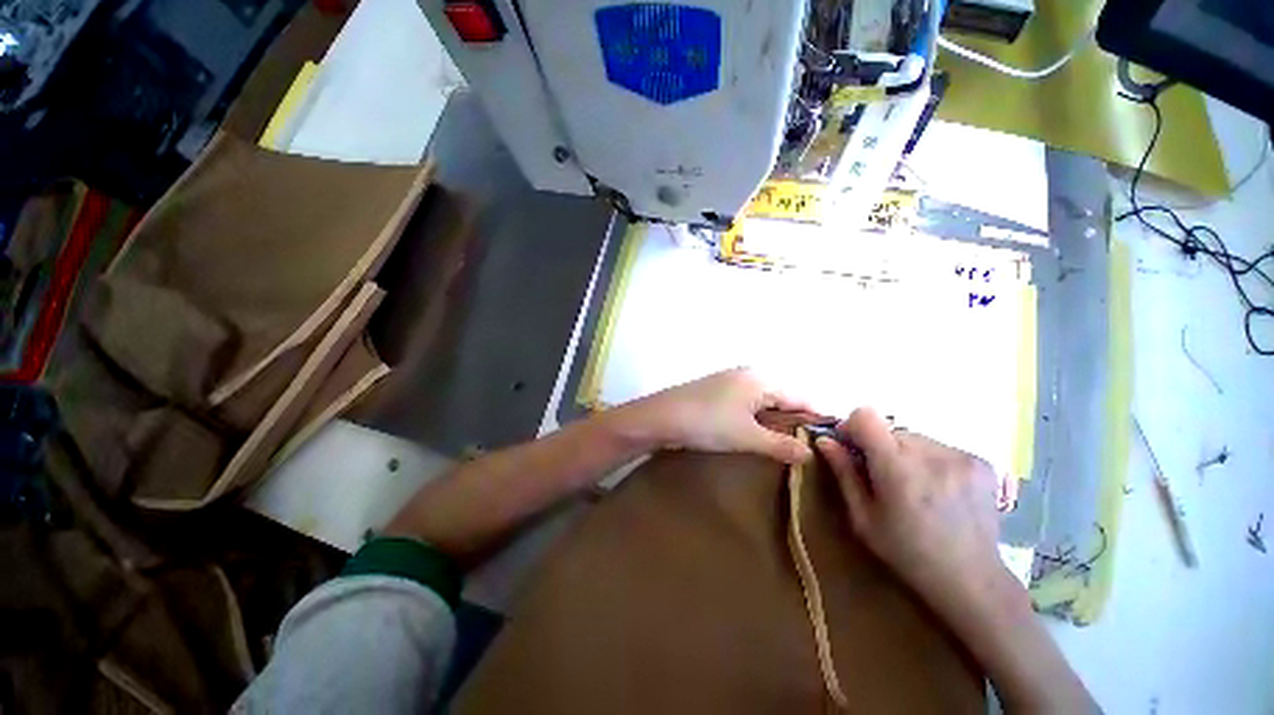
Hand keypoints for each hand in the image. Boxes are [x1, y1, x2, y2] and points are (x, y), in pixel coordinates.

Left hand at [613, 368, 815, 464]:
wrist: (661, 417)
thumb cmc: (708, 423)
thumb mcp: (748, 437)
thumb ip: (781, 444)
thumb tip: (810, 452)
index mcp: (762, 379)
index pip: (801, 397)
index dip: (815, 420)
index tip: (827, 445)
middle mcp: (749, 374)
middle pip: (783, 398)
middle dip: (794, 423)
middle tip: (804, 452)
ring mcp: (731, 380)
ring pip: (763, 402)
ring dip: (773, 422)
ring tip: (782, 449)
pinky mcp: (717, 390)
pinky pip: (746, 403)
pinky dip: (755, 419)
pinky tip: (754, 436)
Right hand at [815, 408, 1007, 614]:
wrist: (972, 578)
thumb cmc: (906, 552)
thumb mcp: (862, 518)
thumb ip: (844, 473)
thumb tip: (825, 440)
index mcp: (897, 469)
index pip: (865, 416)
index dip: (852, 426)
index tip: (850, 446)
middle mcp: (931, 454)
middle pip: (890, 429)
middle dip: (878, 445)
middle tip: (880, 475)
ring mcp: (960, 456)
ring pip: (915, 437)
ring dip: (904, 452)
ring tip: (912, 485)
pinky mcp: (981, 462)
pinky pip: (939, 446)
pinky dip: (929, 460)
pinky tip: (937, 488)